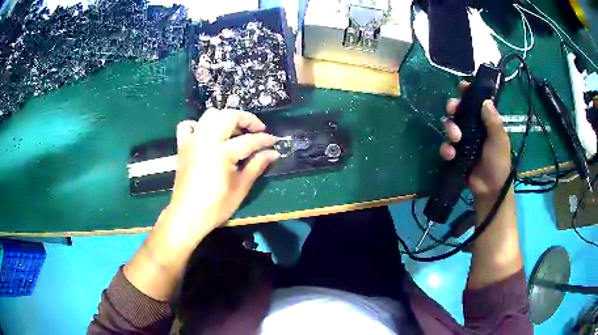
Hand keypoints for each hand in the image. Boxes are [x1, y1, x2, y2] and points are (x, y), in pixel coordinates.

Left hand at [163, 108, 279, 244]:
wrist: (187, 215)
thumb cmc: (216, 206)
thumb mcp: (240, 188)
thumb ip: (257, 166)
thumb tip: (273, 153)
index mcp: (221, 152)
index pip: (248, 140)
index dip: (264, 140)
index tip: (274, 141)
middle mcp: (206, 140)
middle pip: (229, 116)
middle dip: (247, 119)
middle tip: (257, 130)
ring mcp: (192, 141)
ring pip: (210, 115)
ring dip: (225, 118)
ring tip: (235, 131)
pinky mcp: (182, 146)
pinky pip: (188, 125)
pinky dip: (198, 125)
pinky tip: (206, 134)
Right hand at [440, 82, 511, 200]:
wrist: (490, 189)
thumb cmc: (499, 163)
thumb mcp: (499, 141)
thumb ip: (493, 121)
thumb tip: (485, 100)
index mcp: (486, 121)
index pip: (476, 102)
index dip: (469, 93)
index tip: (462, 87)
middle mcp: (473, 127)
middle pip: (459, 110)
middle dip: (453, 108)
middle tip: (452, 110)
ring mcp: (463, 141)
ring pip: (450, 126)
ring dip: (449, 129)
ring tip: (455, 139)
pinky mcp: (456, 154)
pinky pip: (446, 146)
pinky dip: (446, 149)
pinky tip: (451, 155)